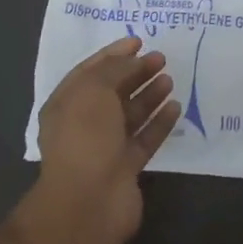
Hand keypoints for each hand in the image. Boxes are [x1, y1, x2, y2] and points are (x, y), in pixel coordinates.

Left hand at [34, 35, 181, 243]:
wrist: (88, 202)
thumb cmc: (85, 137)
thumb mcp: (94, 90)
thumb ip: (114, 70)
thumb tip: (133, 62)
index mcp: (66, 103)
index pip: (90, 71)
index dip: (113, 54)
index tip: (139, 41)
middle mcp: (84, 124)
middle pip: (113, 91)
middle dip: (135, 72)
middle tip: (161, 58)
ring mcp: (105, 148)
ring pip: (130, 115)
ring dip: (149, 95)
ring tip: (170, 79)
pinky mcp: (126, 168)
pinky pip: (145, 138)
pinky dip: (160, 122)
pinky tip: (176, 107)